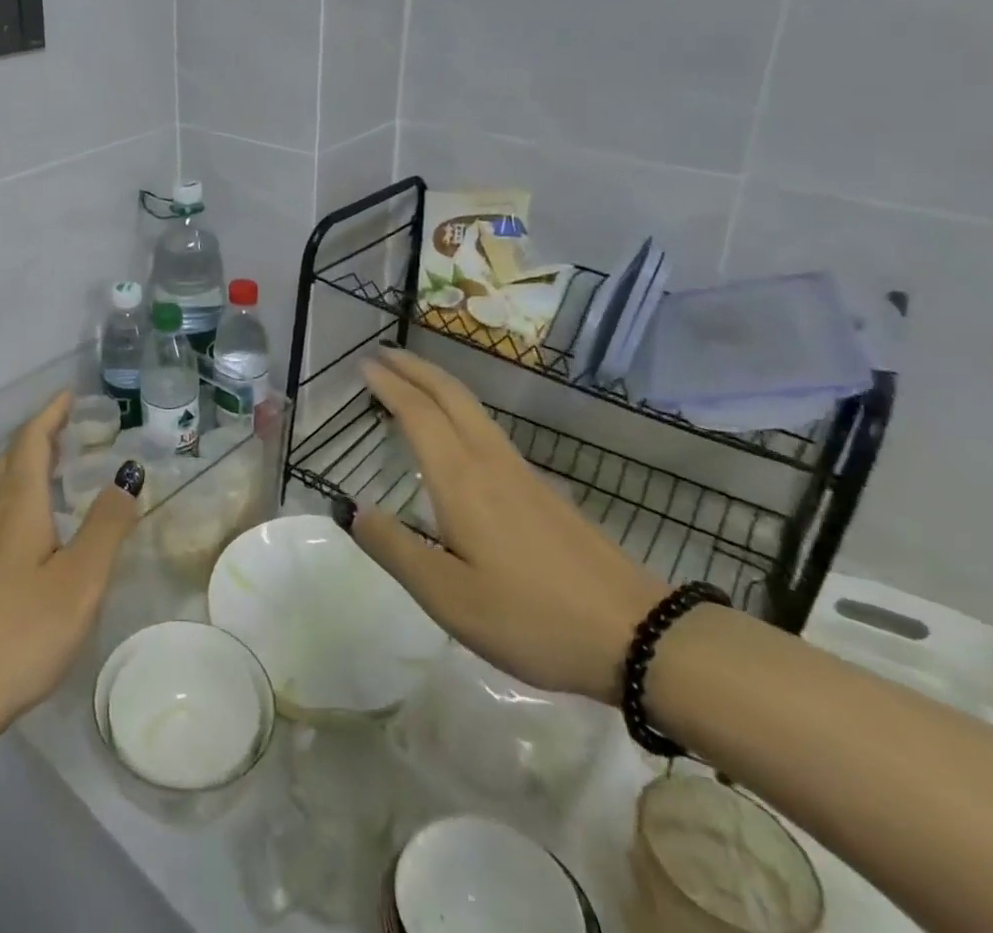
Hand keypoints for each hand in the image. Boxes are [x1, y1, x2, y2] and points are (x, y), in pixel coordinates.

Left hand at [0, 392, 144, 739]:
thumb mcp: (80, 580)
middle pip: (12, 457)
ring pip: (0, 484)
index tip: (69, 394)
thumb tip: (128, 474)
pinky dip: (17, 493)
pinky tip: (31, 523)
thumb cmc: (21, 631)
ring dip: (26, 463)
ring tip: (54, 466)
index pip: (31, 440)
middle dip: (39, 434)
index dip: (50, 413)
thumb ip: (107, 525)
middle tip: (70, 426)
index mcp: (17, 503)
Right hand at [349, 350, 666, 702]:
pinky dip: (459, 410)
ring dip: (438, 384)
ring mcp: (523, 474)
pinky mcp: (544, 493)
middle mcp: (490, 462)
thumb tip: (350, 509)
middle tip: (383, 353)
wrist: (643, 638)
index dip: (389, 384)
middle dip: (415, 368)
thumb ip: (394, 549)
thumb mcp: (448, 597)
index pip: (417, 413)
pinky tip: (457, 434)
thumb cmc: (532, 618)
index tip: (363, 364)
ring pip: (473, 409)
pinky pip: (488, 429)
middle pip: (450, 395)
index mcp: (461, 479)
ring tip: (411, 382)